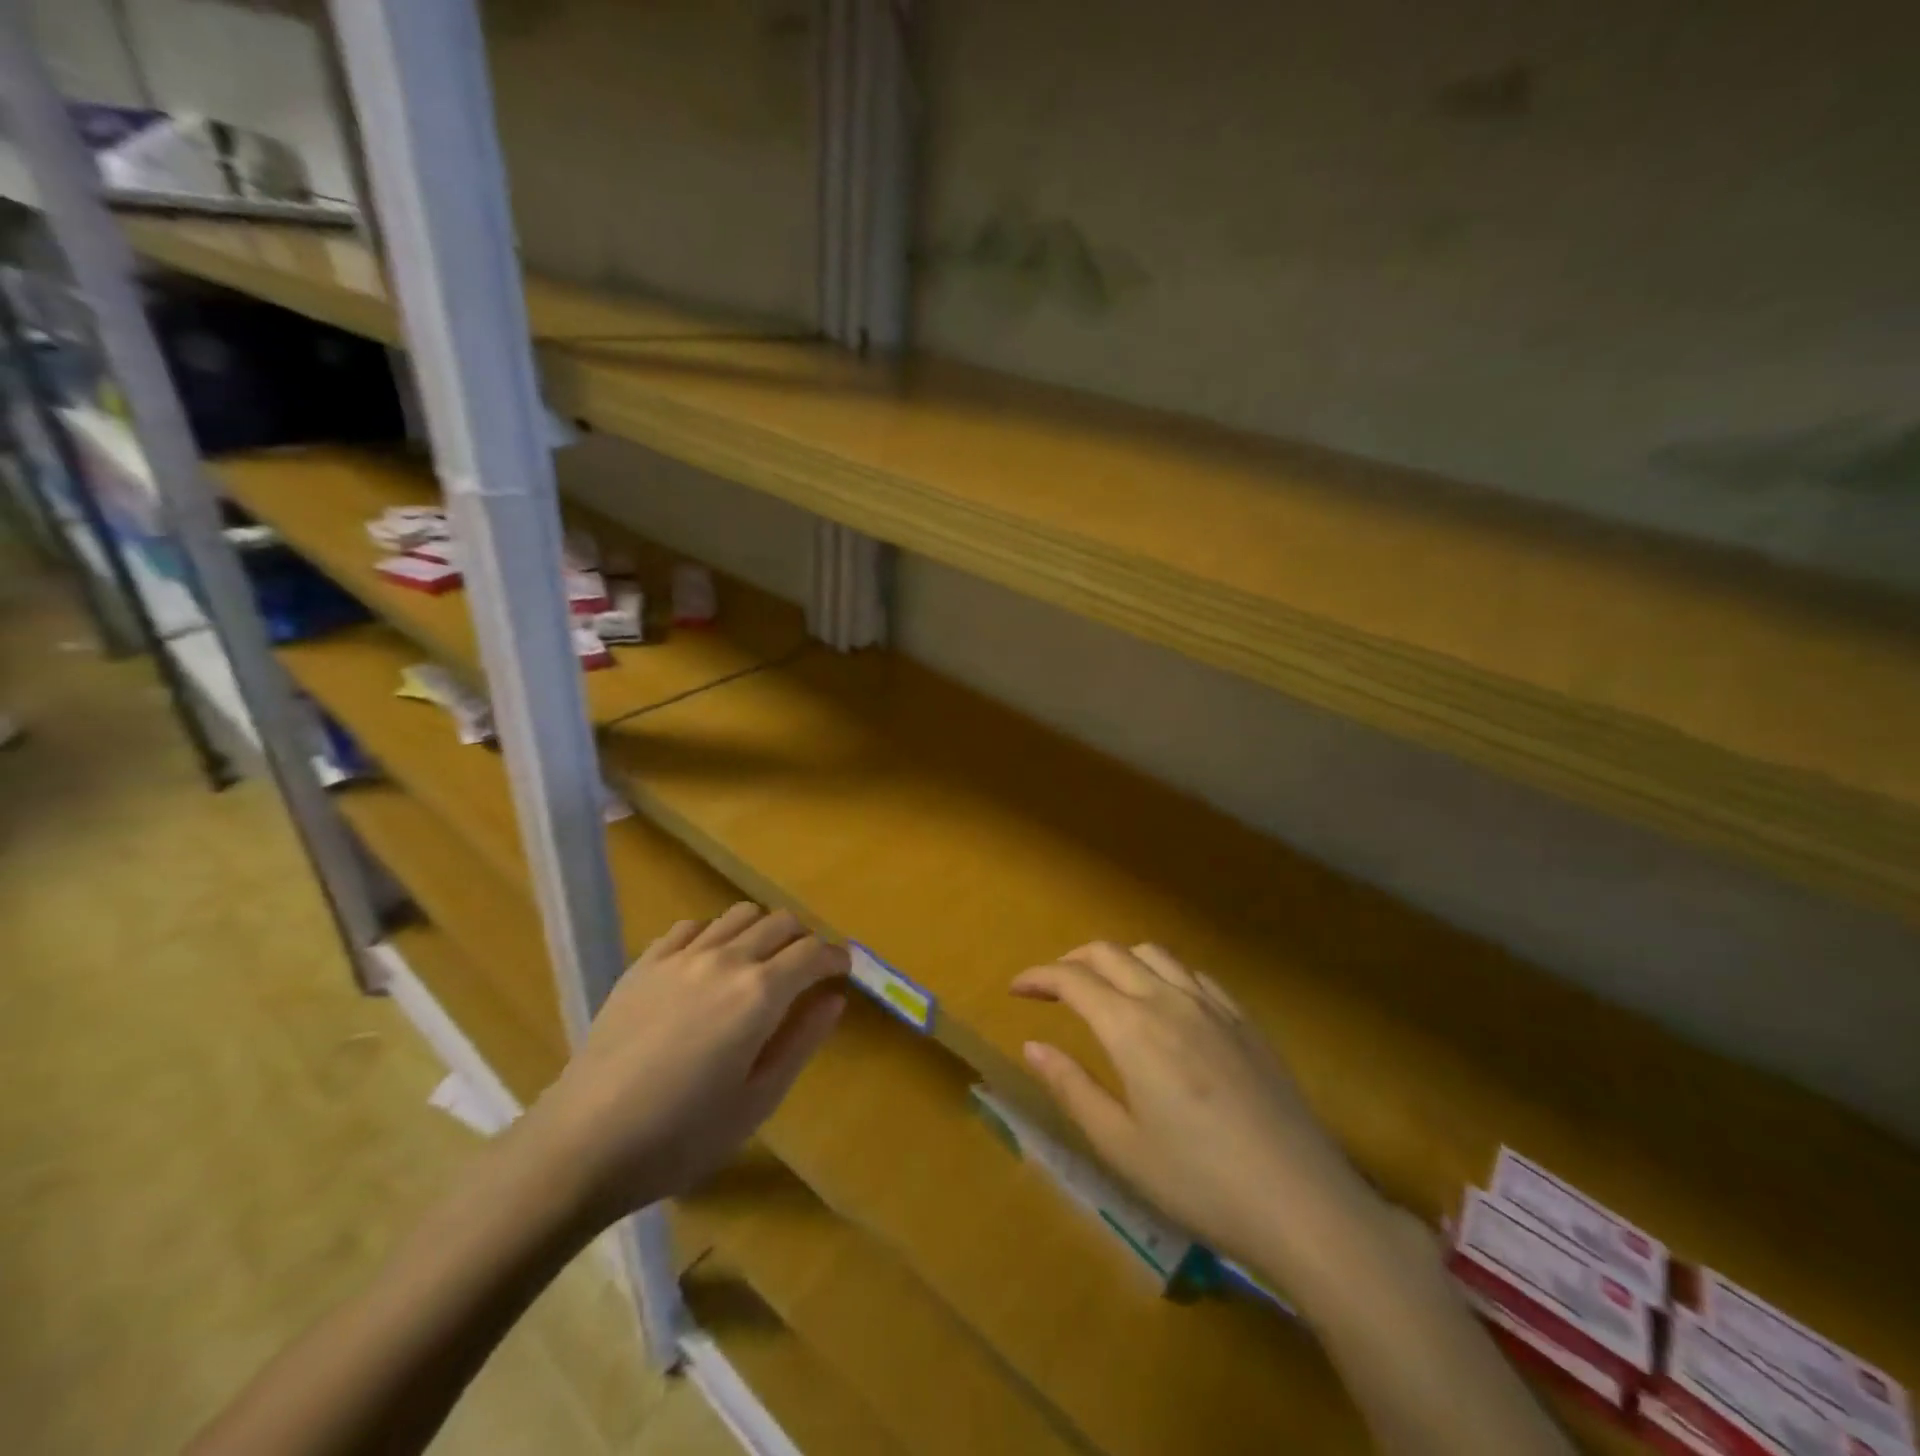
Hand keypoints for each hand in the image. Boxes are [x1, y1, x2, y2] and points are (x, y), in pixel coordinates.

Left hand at [531, 904, 846, 1225]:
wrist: (584, 1142)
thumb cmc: (682, 1135)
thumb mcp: (758, 1099)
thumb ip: (802, 1040)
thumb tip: (834, 998)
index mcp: (759, 993)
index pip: (813, 952)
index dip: (836, 957)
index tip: (843, 970)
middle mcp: (725, 959)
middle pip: (780, 922)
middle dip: (804, 939)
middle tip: (807, 970)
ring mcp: (680, 956)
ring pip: (738, 914)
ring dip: (762, 930)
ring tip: (760, 963)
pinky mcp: (645, 963)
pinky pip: (692, 926)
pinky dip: (714, 935)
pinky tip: (708, 965)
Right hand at [1012, 941, 1373, 1269]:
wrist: (1303, 1203)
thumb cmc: (1200, 1182)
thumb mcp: (1121, 1146)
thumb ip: (1072, 1088)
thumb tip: (1032, 1046)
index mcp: (1132, 1028)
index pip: (1073, 980)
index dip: (1039, 977)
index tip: (1017, 988)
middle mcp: (1168, 1000)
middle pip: (1110, 953)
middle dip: (1073, 960)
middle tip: (1053, 986)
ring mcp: (1212, 1005)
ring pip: (1154, 953)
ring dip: (1118, 959)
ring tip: (1104, 988)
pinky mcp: (1244, 1020)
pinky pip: (1193, 974)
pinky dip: (1162, 972)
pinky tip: (1165, 1003)